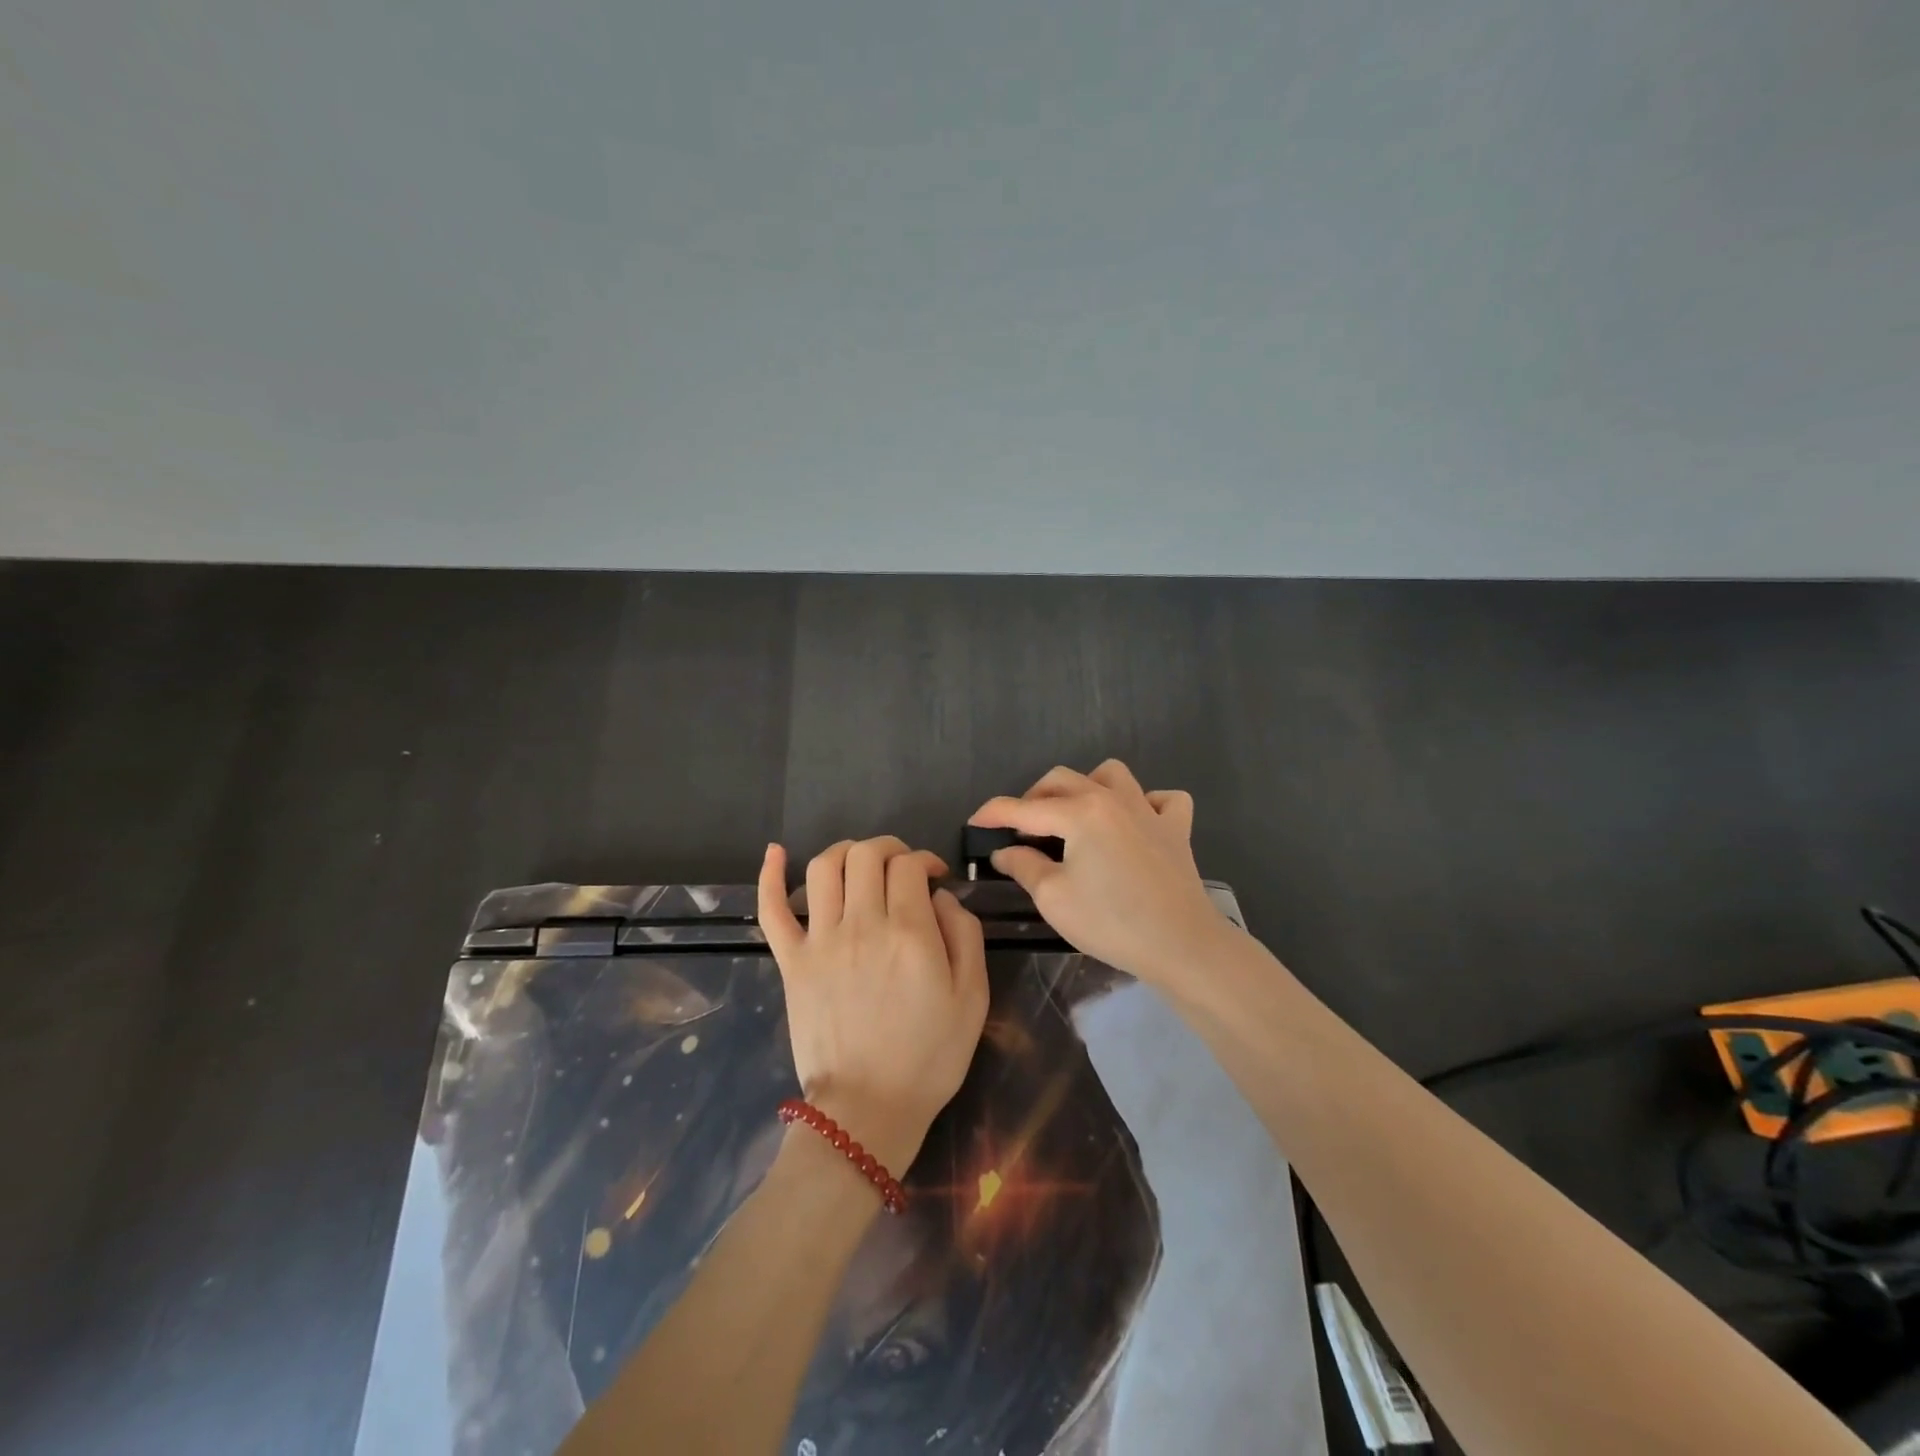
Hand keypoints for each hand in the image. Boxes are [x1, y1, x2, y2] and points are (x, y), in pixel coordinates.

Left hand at [759, 837, 988, 1178]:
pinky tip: (776, 852)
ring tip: (860, 864)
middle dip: (890, 849)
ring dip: (845, 851)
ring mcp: (820, 941)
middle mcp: (861, 924)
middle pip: (867, 855)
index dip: (925, 860)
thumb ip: (965, 934)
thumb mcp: (972, 998)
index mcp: (909, 932)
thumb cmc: (929, 1057)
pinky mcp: (791, 962)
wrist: (867, 1110)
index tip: (935, 878)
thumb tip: (941, 897)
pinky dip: (770, 875)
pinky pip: (772, 909)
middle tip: (903, 869)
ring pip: (825, 867)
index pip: (909, 865)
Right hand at [969, 760, 1232, 986]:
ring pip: (1112, 775)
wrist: (1182, 945)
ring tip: (1075, 816)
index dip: (994, 813)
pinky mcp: (1176, 829)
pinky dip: (1145, 803)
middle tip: (1021, 830)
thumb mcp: (1054, 898)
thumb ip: (1024, 867)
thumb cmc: (1111, 922)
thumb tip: (1005, 851)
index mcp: (1080, 813)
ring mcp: (1149, 810)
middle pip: (1063, 780)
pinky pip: (1162, 799)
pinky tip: (1135, 824)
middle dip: (1034, 797)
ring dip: (1086, 787)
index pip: (1024, 808)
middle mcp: (1113, 799)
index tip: (974, 822)